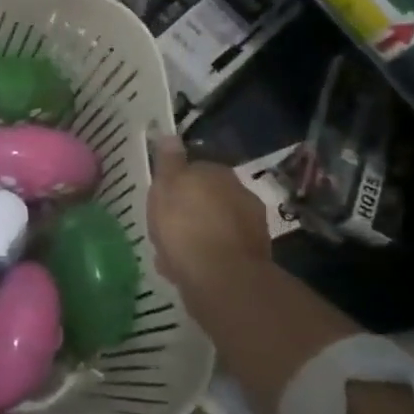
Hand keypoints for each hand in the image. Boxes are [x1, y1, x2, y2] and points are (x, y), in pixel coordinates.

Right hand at [146, 135, 272, 302]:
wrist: (221, 277)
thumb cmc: (185, 225)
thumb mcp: (166, 187)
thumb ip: (169, 162)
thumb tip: (171, 136)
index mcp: (219, 173)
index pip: (195, 169)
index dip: (176, 184)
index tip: (161, 200)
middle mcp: (241, 194)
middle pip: (207, 198)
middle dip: (190, 211)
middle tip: (165, 227)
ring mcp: (251, 226)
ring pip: (214, 226)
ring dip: (197, 235)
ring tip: (172, 254)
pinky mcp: (252, 257)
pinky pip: (220, 251)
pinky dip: (205, 257)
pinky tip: (185, 270)